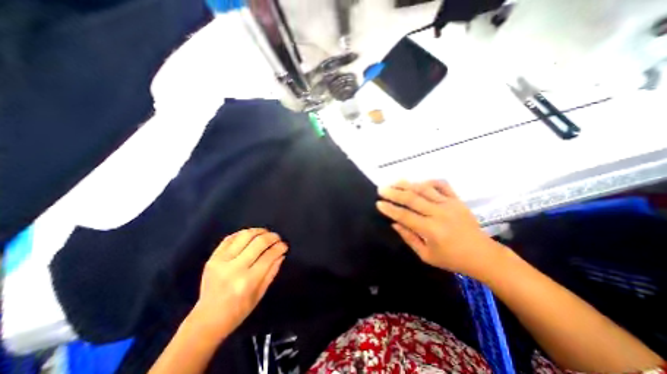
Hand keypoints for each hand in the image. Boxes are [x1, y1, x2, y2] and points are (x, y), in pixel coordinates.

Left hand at [192, 227, 288, 335]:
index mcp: (247, 281)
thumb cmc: (238, 311)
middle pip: (259, 242)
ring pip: (245, 235)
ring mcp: (221, 261)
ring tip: (265, 233)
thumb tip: (281, 253)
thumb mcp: (260, 294)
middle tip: (277, 238)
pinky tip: (250, 235)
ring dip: (259, 231)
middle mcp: (234, 269)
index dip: (280, 247)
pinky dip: (242, 233)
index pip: (269, 256)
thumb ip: (272, 271)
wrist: (207, 320)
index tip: (284, 245)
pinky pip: (230, 238)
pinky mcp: (212, 258)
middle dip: (272, 237)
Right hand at [375, 180, 505, 278]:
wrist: (483, 255)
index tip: (378, 203)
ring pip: (424, 189)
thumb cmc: (452, 259)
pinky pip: (442, 185)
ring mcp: (449, 204)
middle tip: (381, 189)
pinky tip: (419, 182)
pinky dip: (429, 181)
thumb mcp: (426, 255)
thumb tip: (394, 223)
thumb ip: (409, 238)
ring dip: (407, 184)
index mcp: (431, 230)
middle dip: (394, 193)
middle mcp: (439, 213)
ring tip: (395, 182)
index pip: (405, 216)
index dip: (390, 209)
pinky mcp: (457, 200)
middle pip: (412, 199)